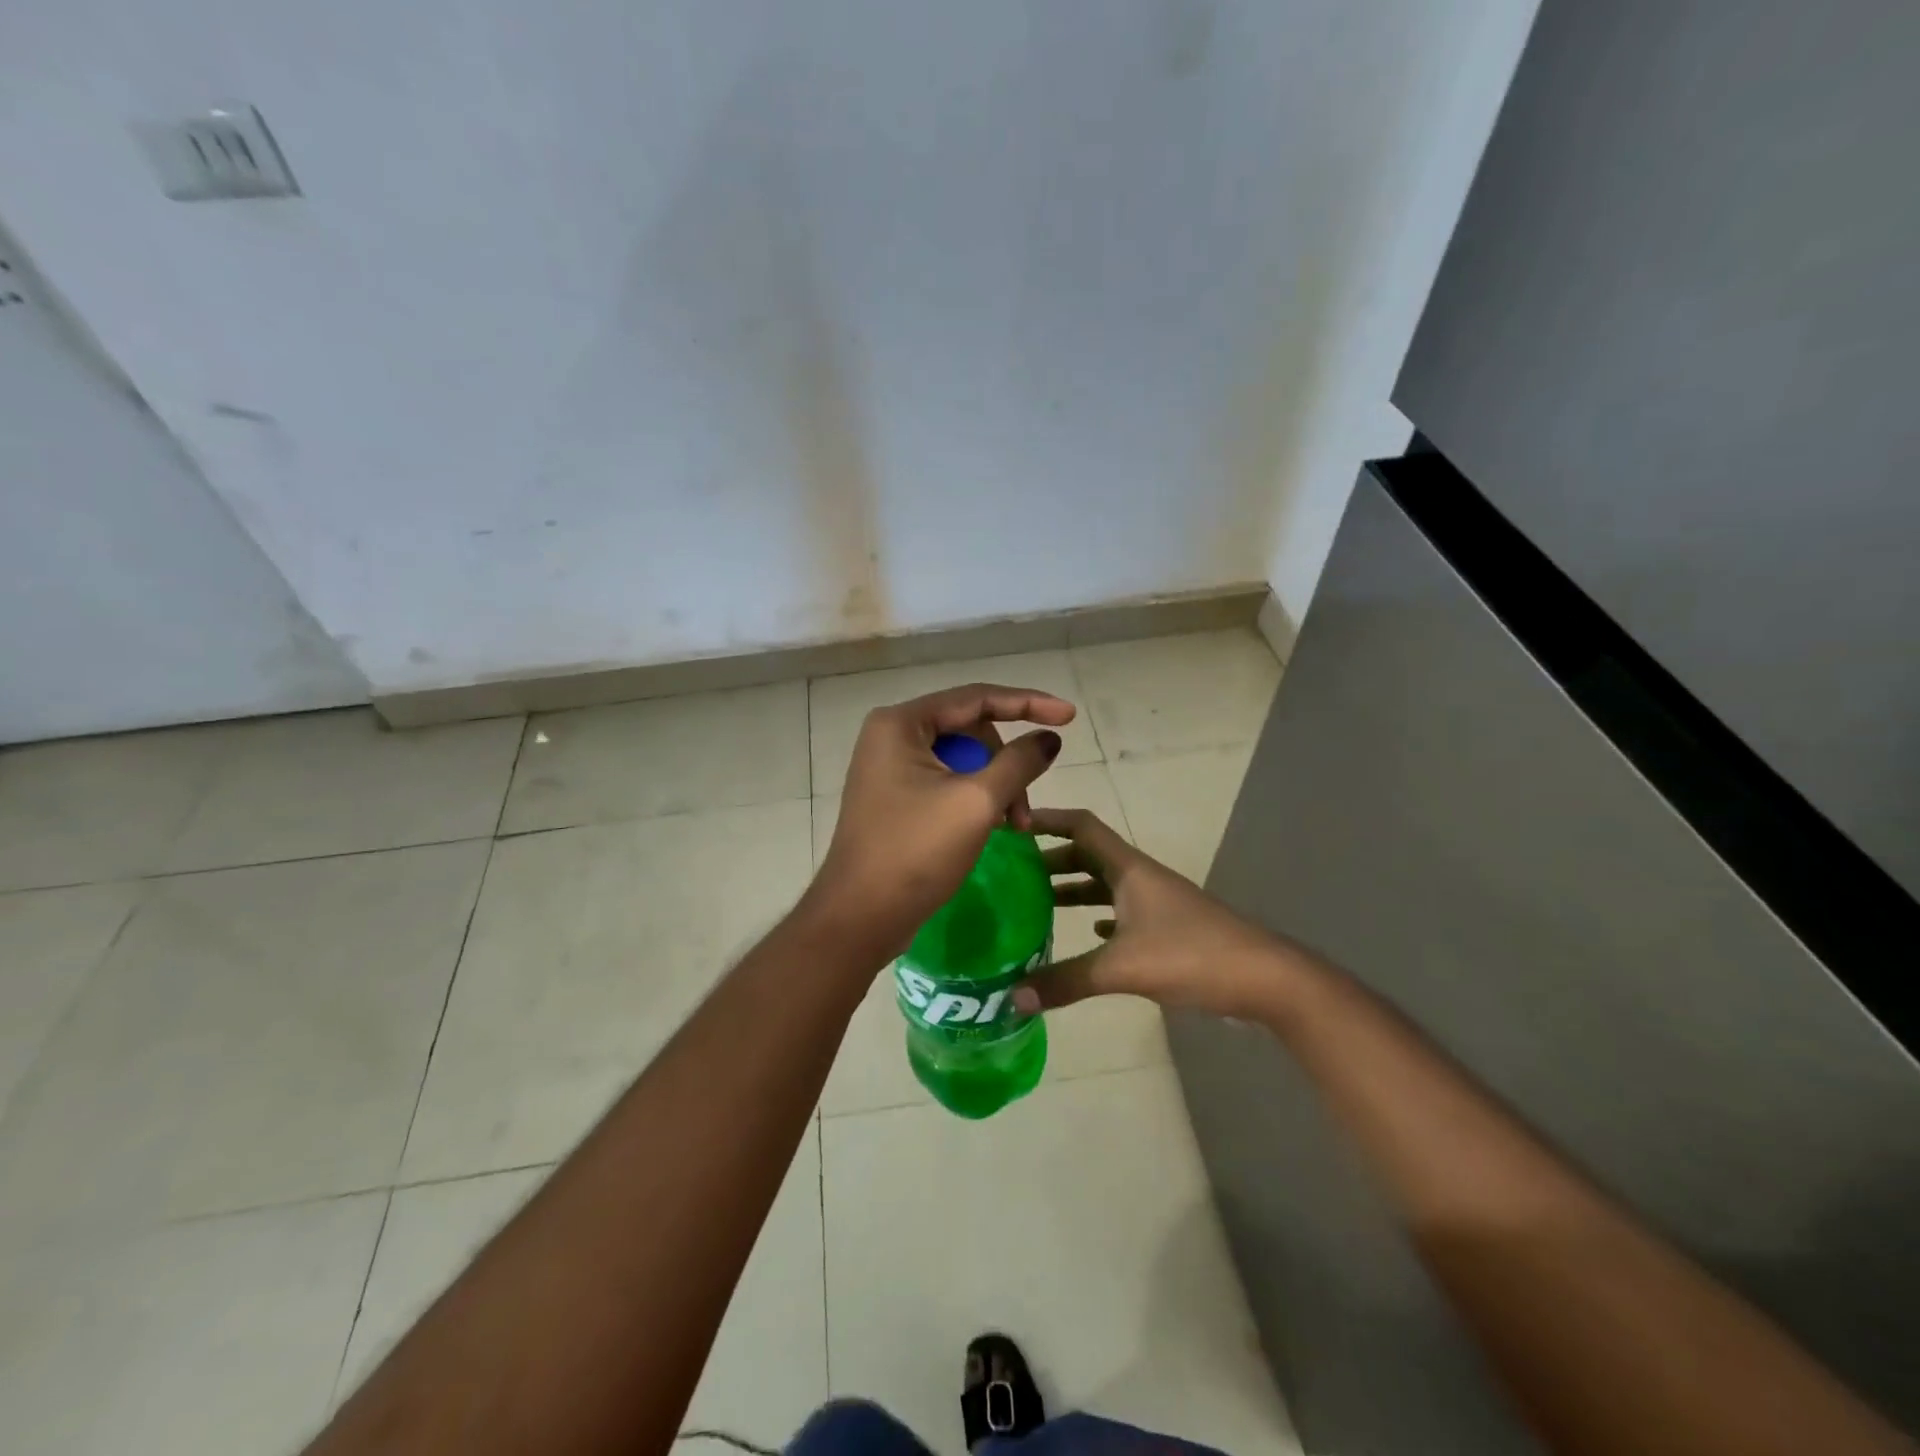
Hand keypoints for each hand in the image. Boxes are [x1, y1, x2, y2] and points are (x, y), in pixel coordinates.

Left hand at [809, 683, 1073, 957]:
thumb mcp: (977, 803)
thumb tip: (1049, 738)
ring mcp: (889, 768)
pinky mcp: (894, 797)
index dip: (1028, 703)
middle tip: (1025, 812)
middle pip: (969, 731)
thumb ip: (1018, 762)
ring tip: (1013, 828)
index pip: (976, 698)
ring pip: (960, 760)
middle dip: (1006, 765)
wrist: (859, 917)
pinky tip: (991, 827)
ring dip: (994, 787)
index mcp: (901, 723)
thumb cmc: (916, 853)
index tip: (1069, 716)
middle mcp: (890, 735)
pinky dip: (973, 799)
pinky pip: (944, 781)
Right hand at [1013, 808, 1293, 1021]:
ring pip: (1105, 885)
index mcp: (1128, 869)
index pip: (1081, 826)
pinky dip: (1099, 917)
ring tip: (1037, 904)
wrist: (1265, 979)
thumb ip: (1067, 981)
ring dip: (1073, 890)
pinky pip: (1123, 912)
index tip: (1012, 824)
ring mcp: (1157, 903)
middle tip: (1012, 874)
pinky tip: (1089, 935)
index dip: (1048, 819)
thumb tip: (1013, 997)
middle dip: (1051, 860)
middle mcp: (1140, 878)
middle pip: (1088, 855)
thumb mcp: (1123, 968)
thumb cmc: (1192, 955)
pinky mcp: (1169, 929)